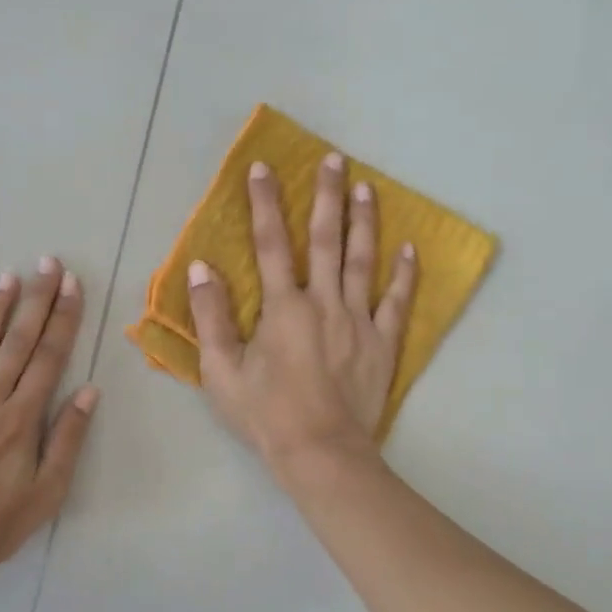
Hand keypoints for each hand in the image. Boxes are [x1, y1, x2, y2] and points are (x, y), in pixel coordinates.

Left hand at [0, 258, 99, 575]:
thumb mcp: (47, 491)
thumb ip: (67, 439)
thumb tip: (89, 391)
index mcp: (22, 417)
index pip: (49, 357)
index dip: (63, 319)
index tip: (72, 286)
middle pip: (18, 342)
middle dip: (36, 301)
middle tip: (48, 264)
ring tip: (7, 276)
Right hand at [187, 152, 415, 470]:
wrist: (320, 452)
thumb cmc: (265, 414)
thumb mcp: (221, 370)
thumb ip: (210, 316)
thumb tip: (201, 268)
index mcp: (283, 308)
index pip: (270, 244)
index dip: (264, 204)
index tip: (263, 168)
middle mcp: (324, 303)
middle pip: (325, 240)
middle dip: (327, 196)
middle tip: (334, 159)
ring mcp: (359, 321)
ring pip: (362, 261)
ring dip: (364, 222)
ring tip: (367, 187)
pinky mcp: (383, 345)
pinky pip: (398, 303)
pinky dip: (405, 275)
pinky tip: (410, 249)